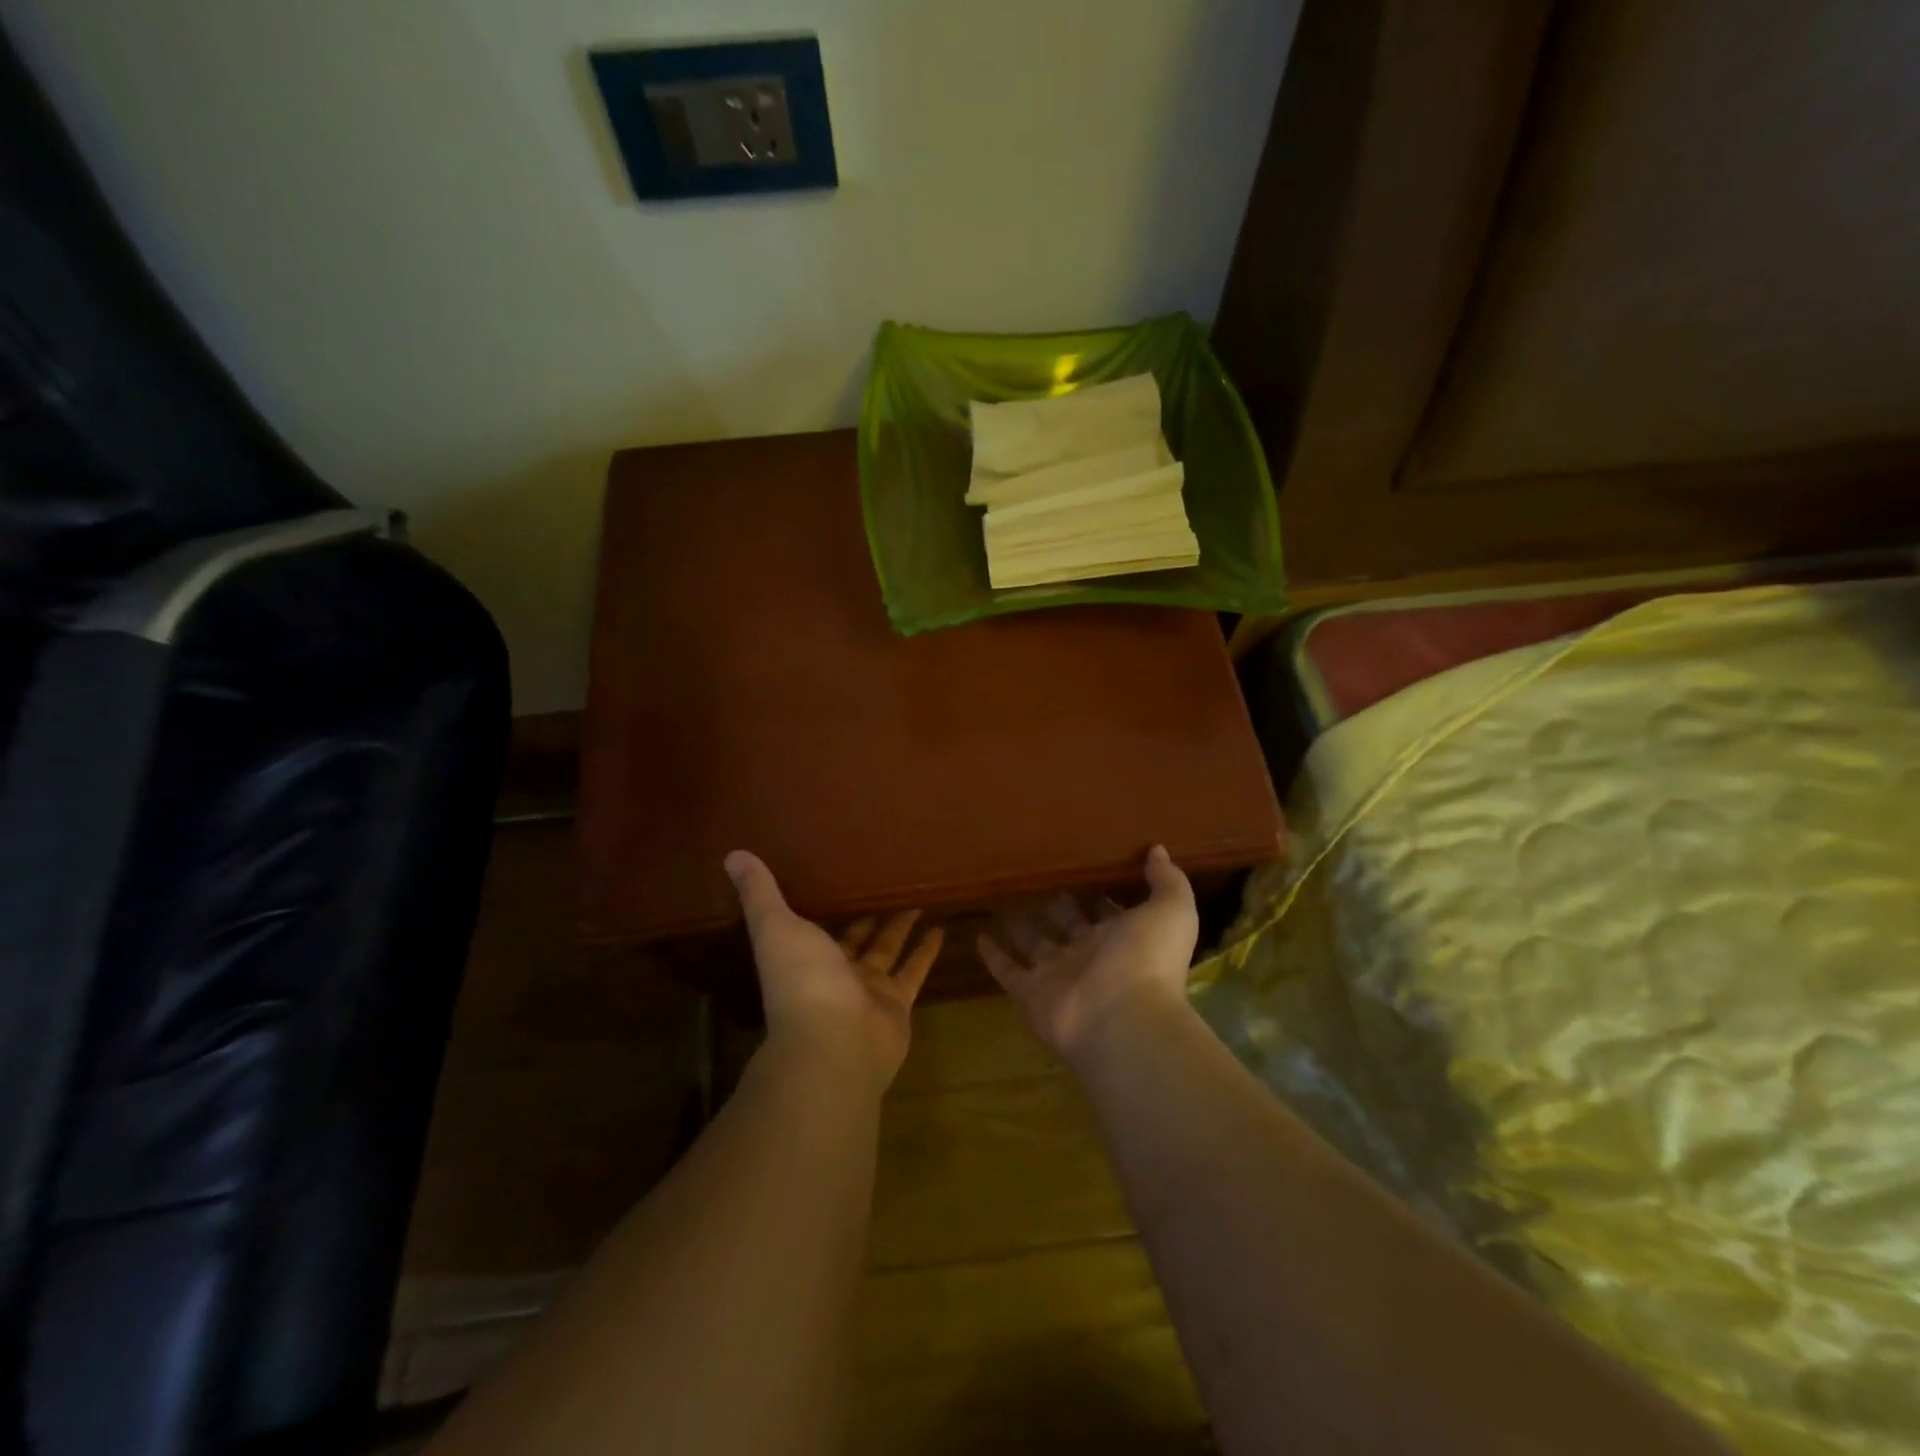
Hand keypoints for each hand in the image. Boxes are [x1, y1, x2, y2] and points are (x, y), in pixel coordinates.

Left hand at [726, 851, 942, 1088]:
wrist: (835, 1043)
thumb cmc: (803, 980)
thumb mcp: (777, 926)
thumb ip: (760, 893)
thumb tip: (733, 855)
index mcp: (803, 955)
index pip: (813, 924)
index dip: (824, 901)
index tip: (837, 871)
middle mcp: (834, 973)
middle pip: (854, 937)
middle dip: (867, 912)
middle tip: (886, 879)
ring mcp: (867, 990)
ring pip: (887, 950)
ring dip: (901, 926)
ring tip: (918, 895)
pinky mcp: (897, 1003)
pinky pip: (914, 971)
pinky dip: (926, 951)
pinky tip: (940, 926)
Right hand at [979, 846, 1198, 1061]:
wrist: (1122, 1021)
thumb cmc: (1148, 961)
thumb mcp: (1171, 911)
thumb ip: (1167, 881)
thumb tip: (1158, 850)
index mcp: (1123, 939)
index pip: (1107, 911)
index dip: (1098, 894)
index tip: (1081, 867)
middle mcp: (1090, 957)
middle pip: (1070, 926)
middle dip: (1059, 906)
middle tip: (1037, 876)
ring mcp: (1059, 976)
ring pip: (1037, 946)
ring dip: (1023, 927)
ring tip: (1004, 898)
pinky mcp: (1030, 994)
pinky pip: (1008, 971)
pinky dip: (994, 956)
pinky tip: (979, 935)